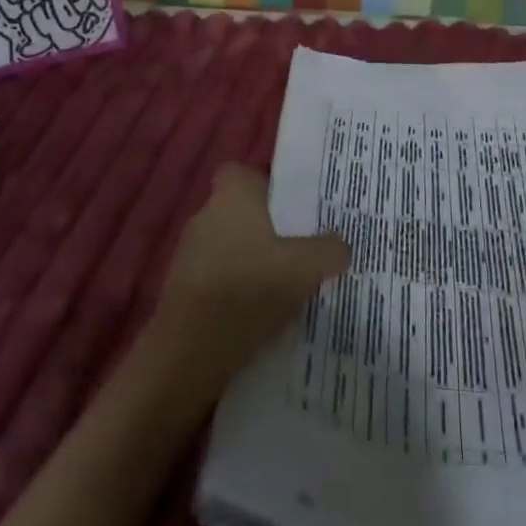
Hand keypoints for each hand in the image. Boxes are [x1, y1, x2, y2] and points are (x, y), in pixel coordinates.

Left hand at [148, 164, 349, 388]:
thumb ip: (329, 249)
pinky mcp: (184, 291)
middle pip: (243, 211)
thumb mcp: (305, 268)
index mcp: (232, 194)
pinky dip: (240, 290)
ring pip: (233, 246)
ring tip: (290, 284)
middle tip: (305, 246)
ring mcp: (190, 253)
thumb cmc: (247, 290)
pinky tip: (264, 314)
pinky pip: (221, 278)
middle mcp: (206, 214)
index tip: (295, 205)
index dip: (269, 184)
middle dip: (270, 227)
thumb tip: (341, 245)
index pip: (244, 171)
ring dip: (255, 262)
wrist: (188, 355)